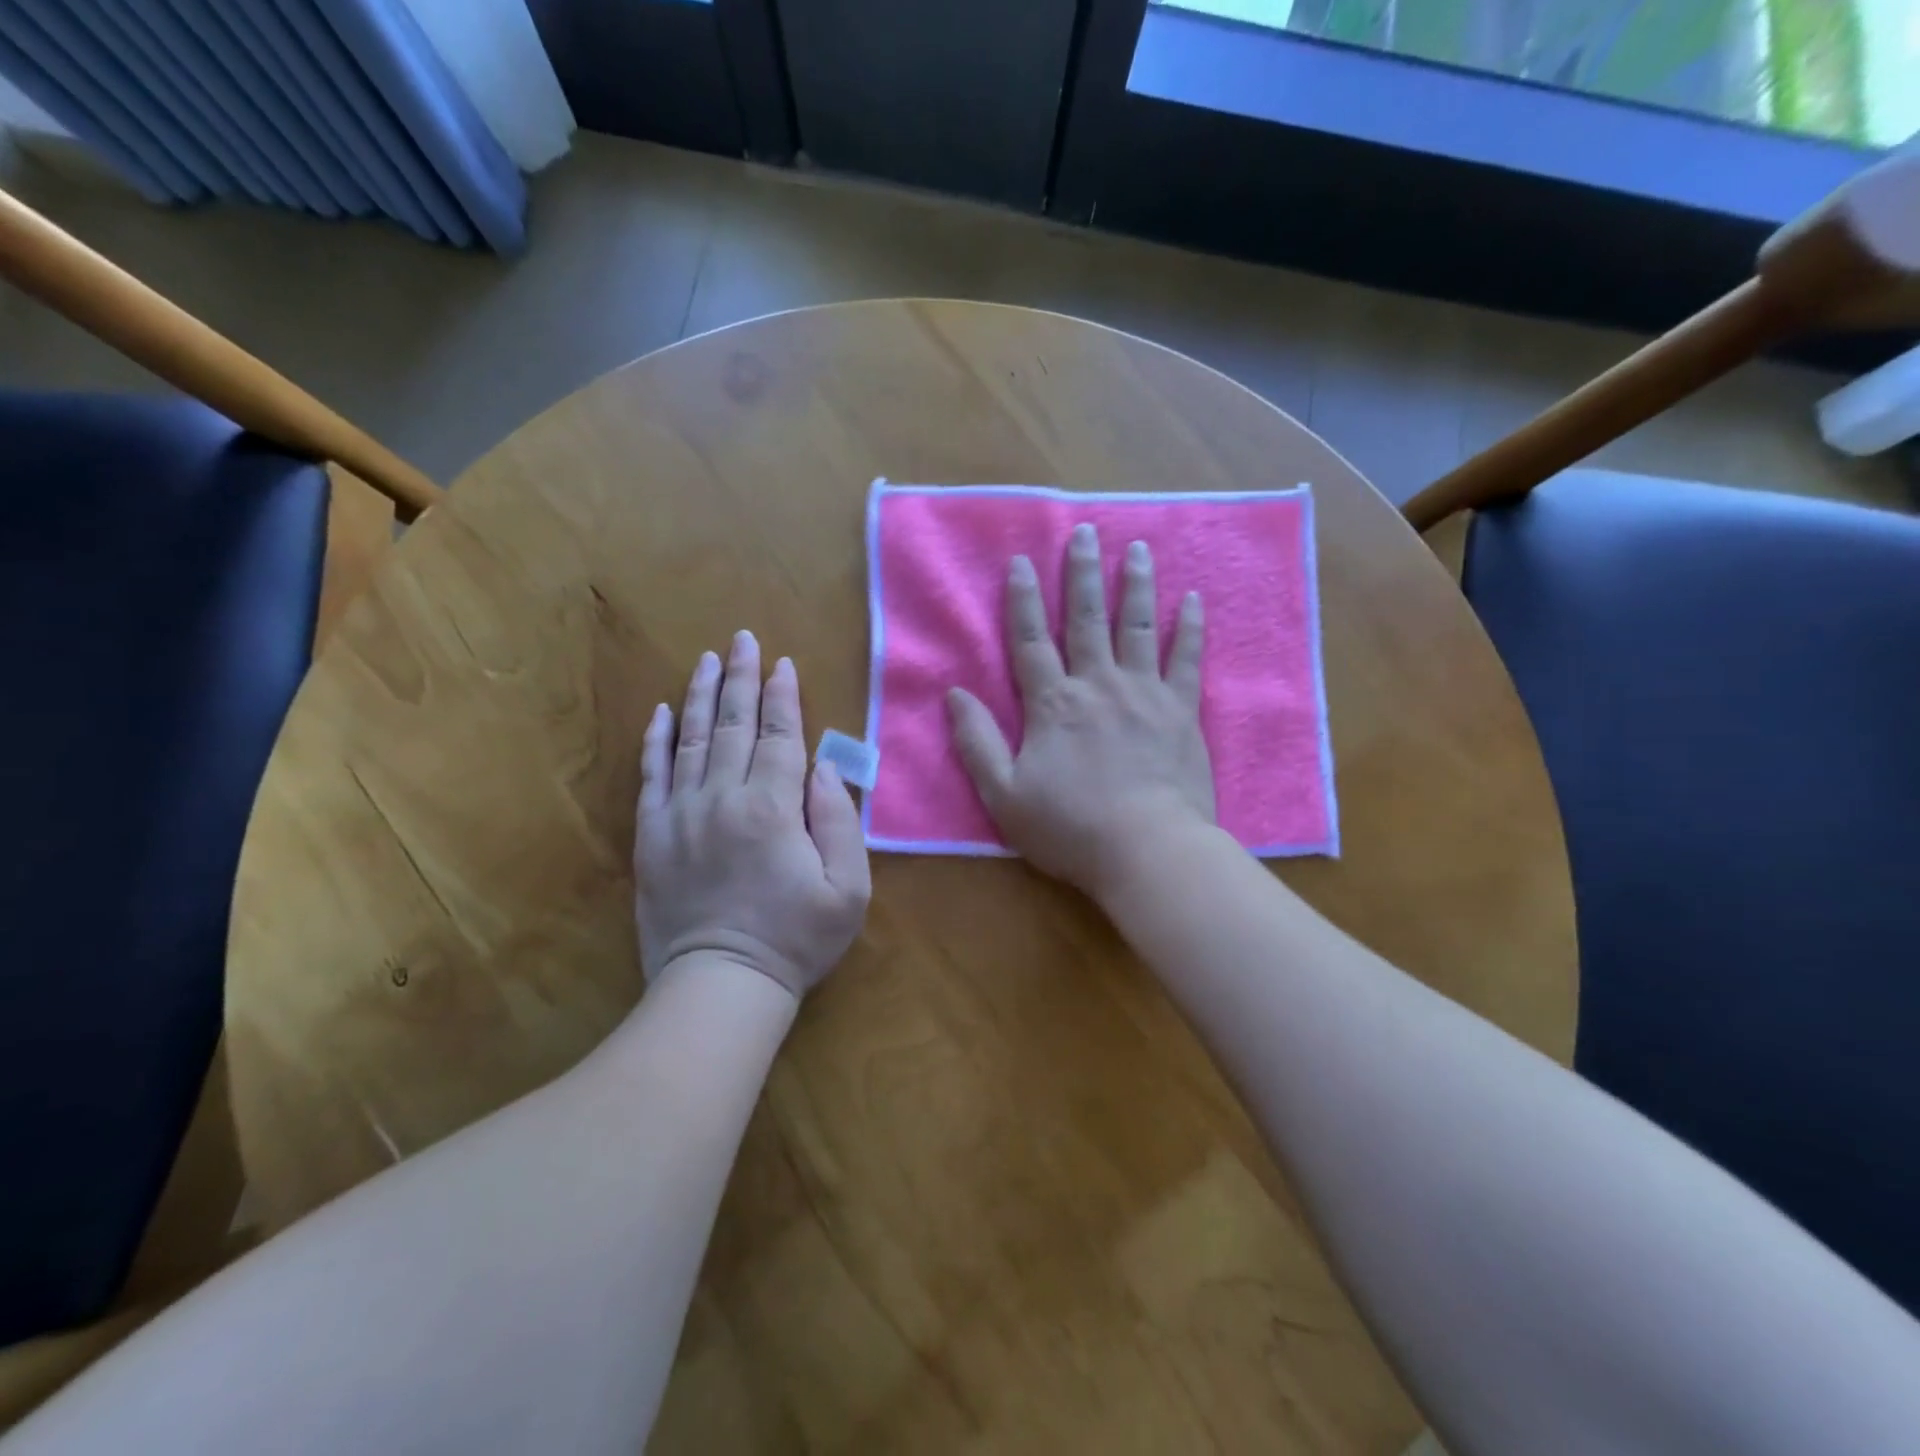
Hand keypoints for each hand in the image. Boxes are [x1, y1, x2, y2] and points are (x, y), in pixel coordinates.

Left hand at [636, 632, 871, 998]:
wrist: (721, 985)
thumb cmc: (796, 939)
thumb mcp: (848, 889)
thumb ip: (841, 822)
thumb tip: (823, 769)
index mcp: (773, 808)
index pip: (779, 736)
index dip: (782, 697)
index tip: (783, 664)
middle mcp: (723, 799)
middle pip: (733, 725)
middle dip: (740, 679)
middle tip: (742, 639)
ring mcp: (681, 815)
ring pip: (691, 740)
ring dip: (700, 696)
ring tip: (706, 660)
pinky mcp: (653, 837)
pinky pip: (652, 776)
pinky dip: (657, 741)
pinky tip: (662, 713)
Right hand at [946, 523, 1215, 902]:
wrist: (1147, 850)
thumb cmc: (1070, 827)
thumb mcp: (1004, 794)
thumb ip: (977, 742)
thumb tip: (955, 695)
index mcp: (1052, 705)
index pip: (1031, 641)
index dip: (1023, 600)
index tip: (1022, 561)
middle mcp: (1097, 685)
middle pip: (1087, 619)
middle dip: (1083, 573)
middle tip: (1085, 531)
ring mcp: (1144, 694)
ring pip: (1138, 627)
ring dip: (1135, 585)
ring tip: (1137, 548)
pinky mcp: (1181, 711)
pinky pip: (1187, 659)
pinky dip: (1190, 628)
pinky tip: (1193, 600)